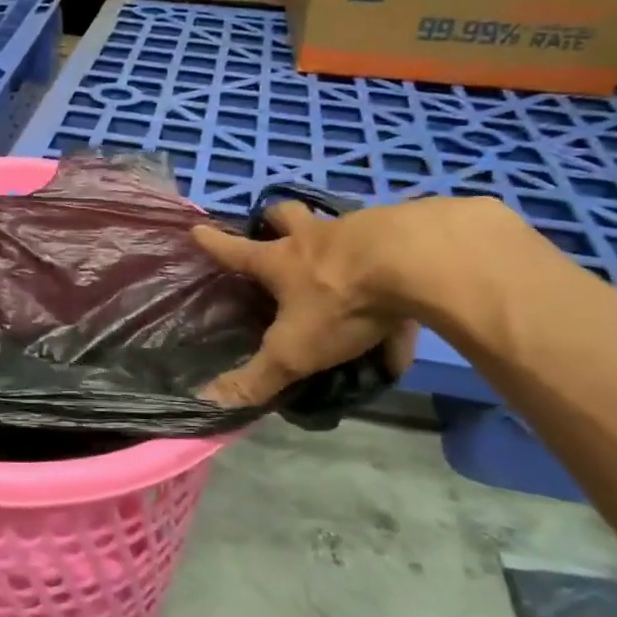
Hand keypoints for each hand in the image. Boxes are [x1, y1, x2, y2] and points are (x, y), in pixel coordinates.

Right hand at [192, 198, 426, 406]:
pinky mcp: (408, 230)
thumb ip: (257, 378)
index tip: (197, 229)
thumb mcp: (294, 350)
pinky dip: (395, 269)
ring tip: (348, 265)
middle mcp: (316, 237)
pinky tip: (412, 296)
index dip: (214, 243)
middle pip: (287, 215)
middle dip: (275, 218)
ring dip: (337, 238)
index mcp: (282, 261)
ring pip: (341, 226)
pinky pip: (395, 252)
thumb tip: (208, 402)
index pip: (236, 251)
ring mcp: (362, 228)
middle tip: (276, 228)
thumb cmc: (341, 302)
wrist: (419, 261)